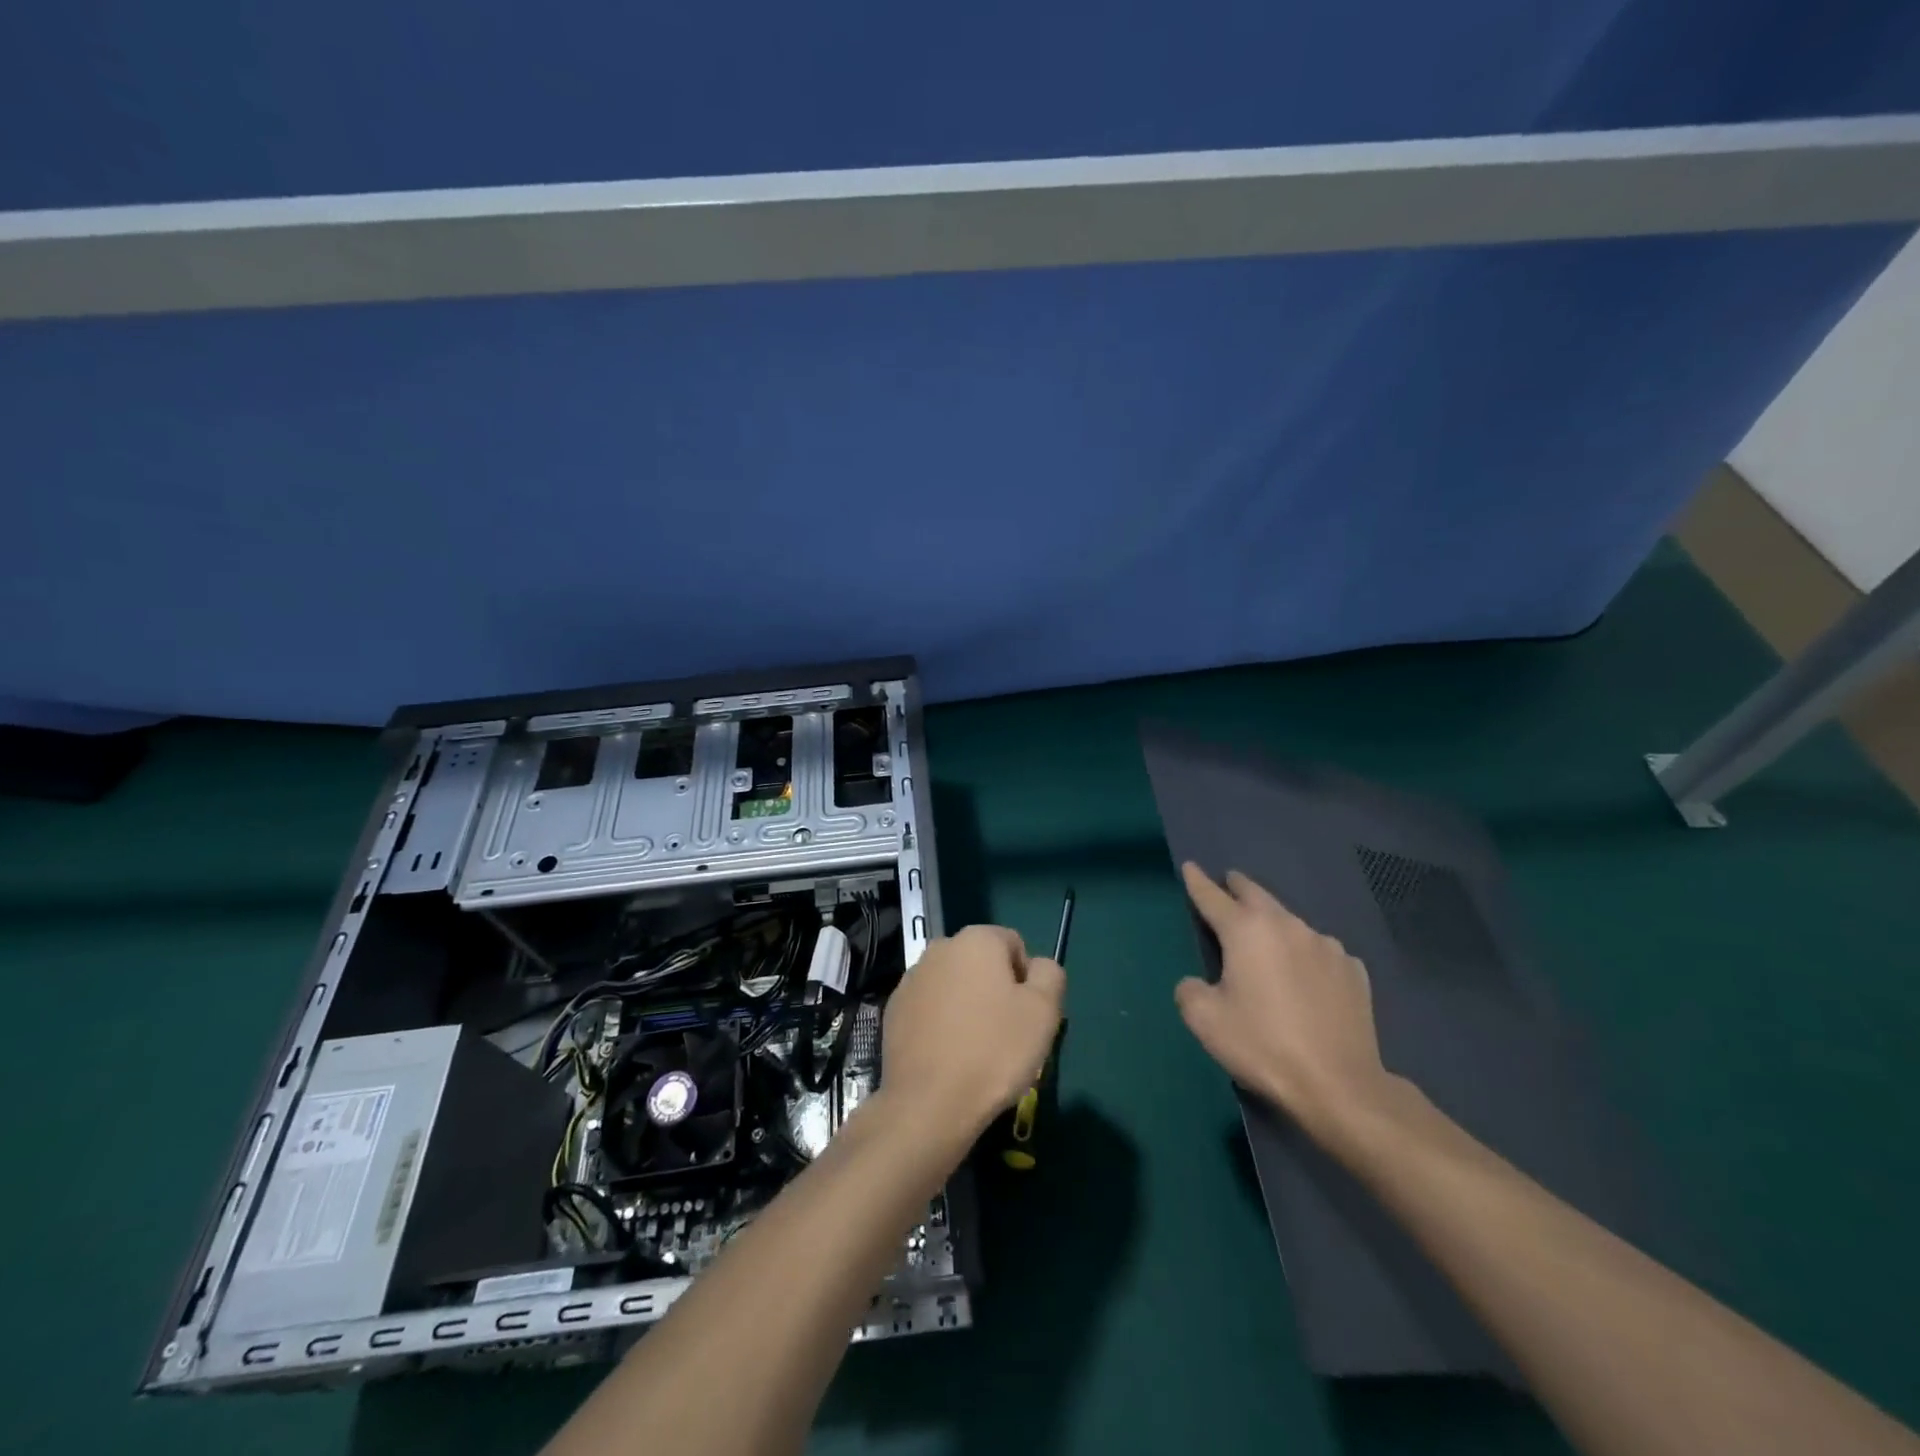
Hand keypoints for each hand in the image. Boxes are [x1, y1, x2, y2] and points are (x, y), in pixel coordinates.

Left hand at [880, 925, 1064, 1143]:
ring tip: (976, 1049)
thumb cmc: (994, 1051)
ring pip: (954, 985)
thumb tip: (1038, 967)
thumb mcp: (1044, 1012)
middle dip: (996, 990)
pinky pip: (930, 1008)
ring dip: (967, 1005)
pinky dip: (941, 1023)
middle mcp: (940, 948)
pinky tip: (948, 1056)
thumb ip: (1049, 975)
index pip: (1014, 945)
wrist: (928, 1103)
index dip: (1027, 979)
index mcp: (977, 939)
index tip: (1027, 1015)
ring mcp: (912, 978)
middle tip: (1006, 1034)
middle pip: (982, 963)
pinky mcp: (894, 1009)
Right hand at [1175, 862, 1396, 1133]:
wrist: (1340, 1086)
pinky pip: (1320, 951)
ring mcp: (1326, 946)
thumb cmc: (1263, 1046)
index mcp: (1247, 931)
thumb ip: (1190, 990)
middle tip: (1228, 885)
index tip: (1190, 866)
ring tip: (1267, 940)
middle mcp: (1287, 926)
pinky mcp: (1354, 971)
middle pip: (1256, 895)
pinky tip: (1306, 976)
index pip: (1212, 896)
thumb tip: (1198, 983)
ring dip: (1273, 924)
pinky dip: (1306, 954)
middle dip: (1238, 887)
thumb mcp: (1205, 1020)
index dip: (1196, 881)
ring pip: (1290, 922)